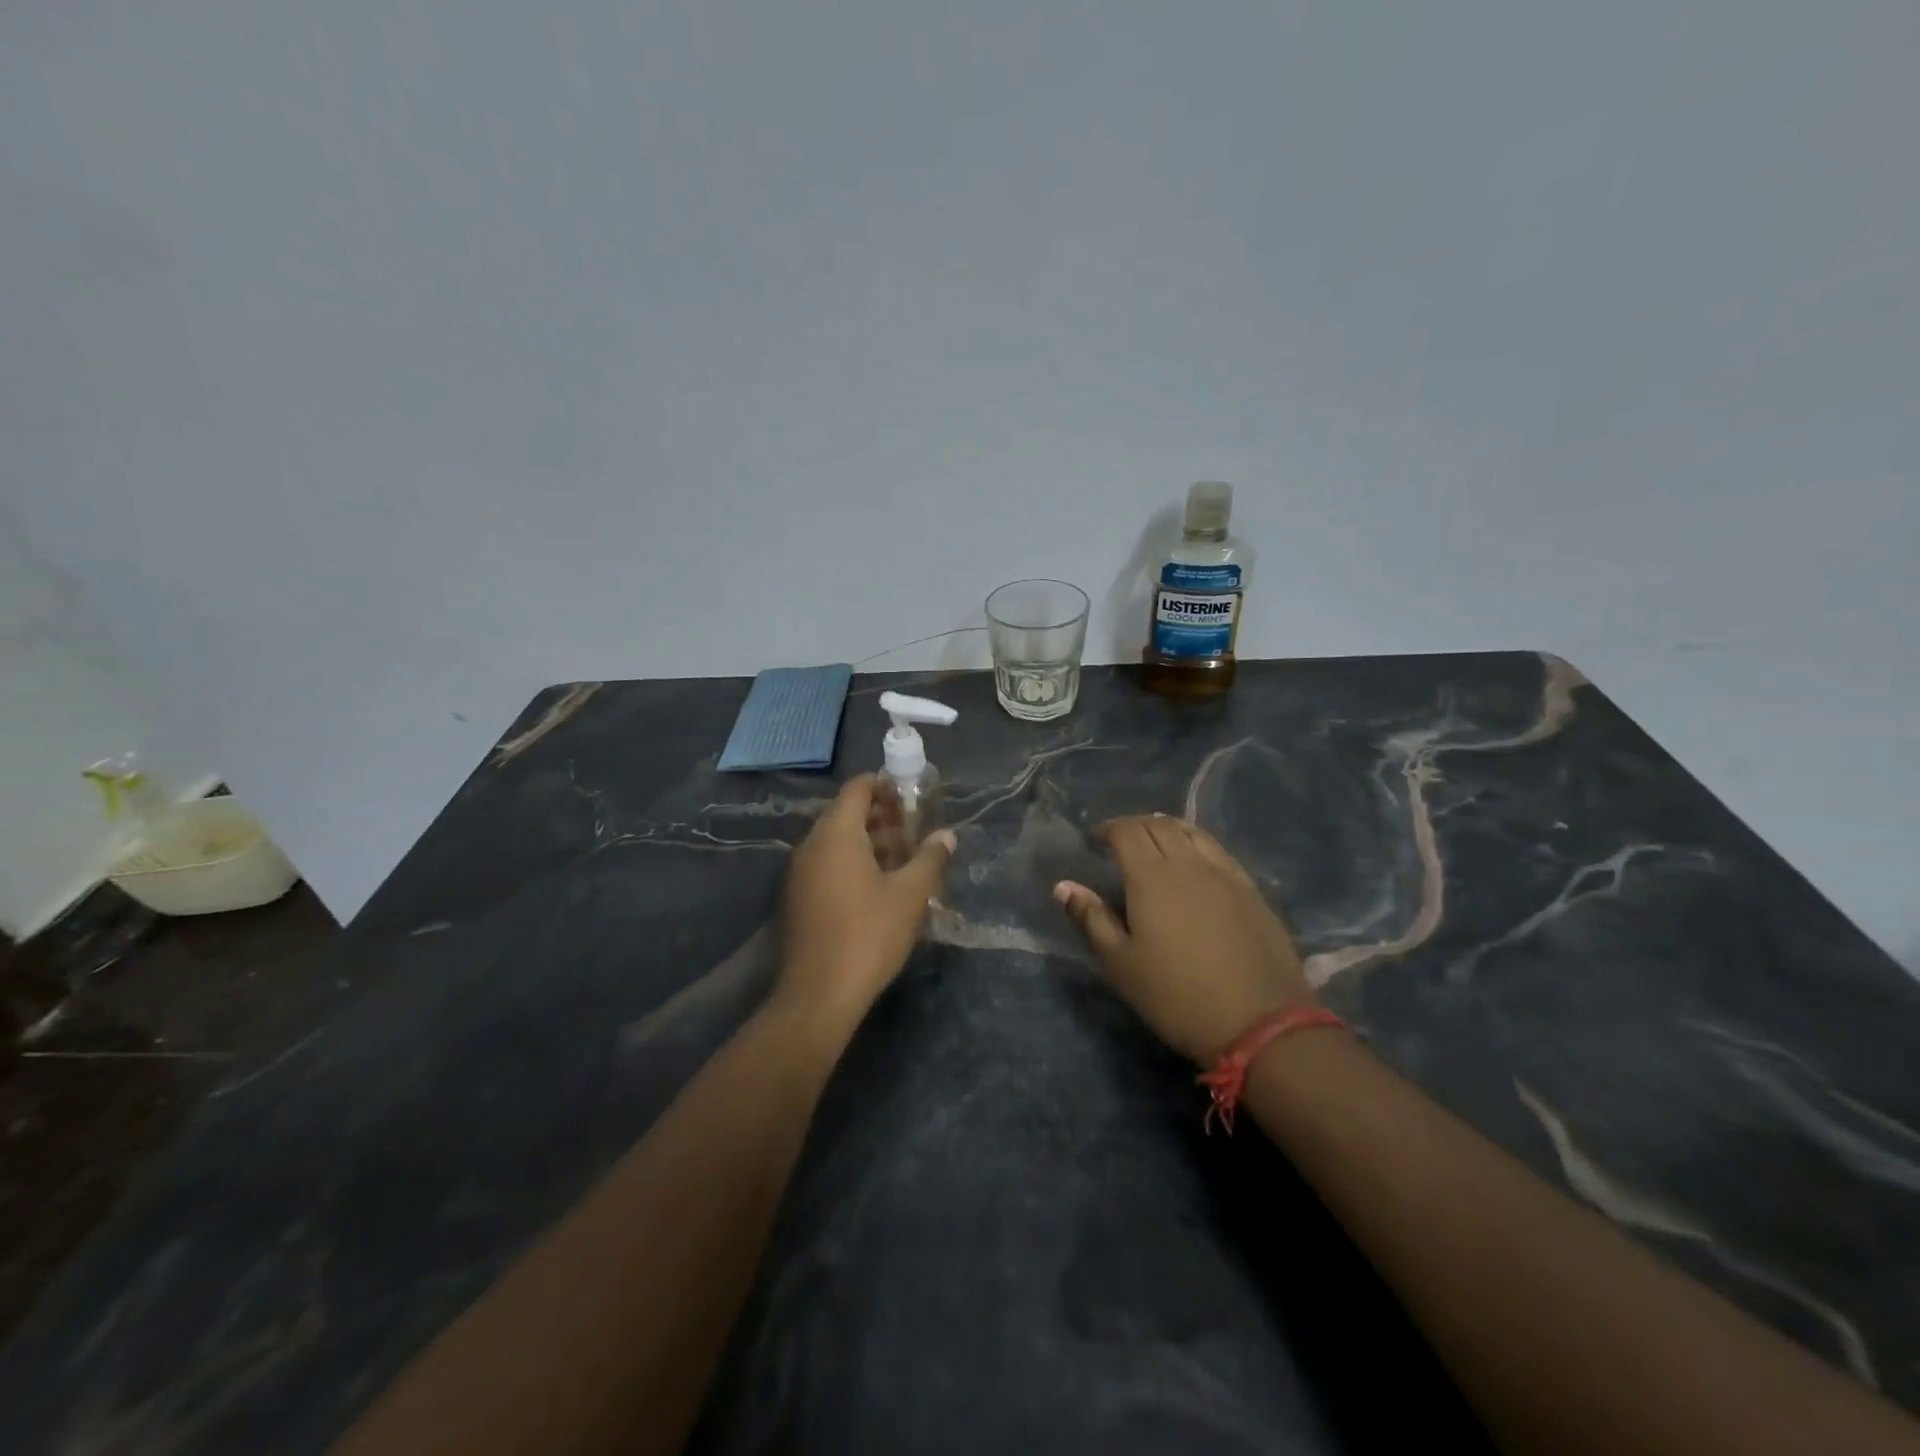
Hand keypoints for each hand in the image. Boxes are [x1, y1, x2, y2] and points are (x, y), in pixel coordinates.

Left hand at [779, 774, 955, 1025]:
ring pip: (838, 842)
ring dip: (871, 843)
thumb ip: (930, 859)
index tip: (913, 799)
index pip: (858, 788)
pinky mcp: (798, 898)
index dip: (886, 786)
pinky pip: (828, 864)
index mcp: (836, 834)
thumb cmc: (868, 935)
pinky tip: (880, 889)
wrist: (818, 994)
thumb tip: (947, 835)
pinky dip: (853, 864)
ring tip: (904, 863)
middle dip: (883, 818)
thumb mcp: (910, 895)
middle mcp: (812, 845)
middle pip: (847, 814)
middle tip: (915, 835)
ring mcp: (800, 873)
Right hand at [1054, 814, 1315, 1064]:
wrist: (1260, 1023)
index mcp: (1152, 876)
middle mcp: (1189, 863)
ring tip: (1158, 843)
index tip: (1096, 839)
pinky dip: (1198, 845)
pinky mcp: (1252, 891)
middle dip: (1136, 825)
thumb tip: (1064, 886)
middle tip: (1122, 840)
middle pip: (1160, 825)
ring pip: (1193, 833)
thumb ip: (1092, 919)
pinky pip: (1219, 852)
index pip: (1127, 832)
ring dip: (1169, 829)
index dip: (1109, 829)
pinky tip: (1196, 864)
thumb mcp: (1121, 964)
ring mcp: (1226, 874)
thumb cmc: (1177, 996)